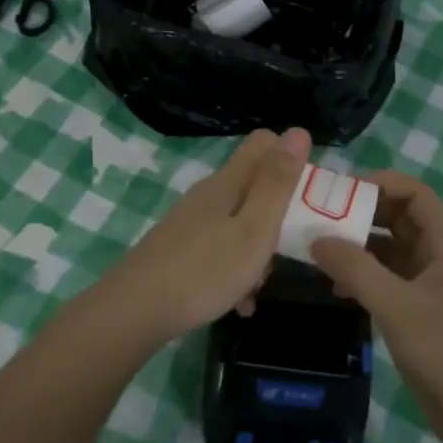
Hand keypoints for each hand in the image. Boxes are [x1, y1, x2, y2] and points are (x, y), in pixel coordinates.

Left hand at [93, 127, 310, 342]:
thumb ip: (277, 183)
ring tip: (261, 284)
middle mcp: (208, 195)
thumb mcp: (254, 228)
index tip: (306, 193)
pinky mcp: (179, 249)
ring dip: (257, 248)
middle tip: (289, 246)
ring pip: (238, 221)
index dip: (289, 158)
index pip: (263, 143)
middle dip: (277, 212)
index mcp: (228, 182)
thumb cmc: (205, 270)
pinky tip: (239, 303)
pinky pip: (220, 249)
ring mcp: (190, 222)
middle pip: (252, 185)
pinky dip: (235, 270)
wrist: (135, 311)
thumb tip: (298, 131)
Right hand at [313, 172, 442, 442]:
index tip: (340, 190)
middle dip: (361, 212)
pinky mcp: (415, 313)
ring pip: (387, 250)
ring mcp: (425, 287)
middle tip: (319, 216)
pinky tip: (334, 289)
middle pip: (397, 218)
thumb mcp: (398, 307)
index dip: (381, 183)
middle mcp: (435, 258)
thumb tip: (317, 239)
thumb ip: (357, 270)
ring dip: (356, 246)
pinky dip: (359, 276)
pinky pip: (383, 280)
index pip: (415, 194)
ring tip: (318, 249)